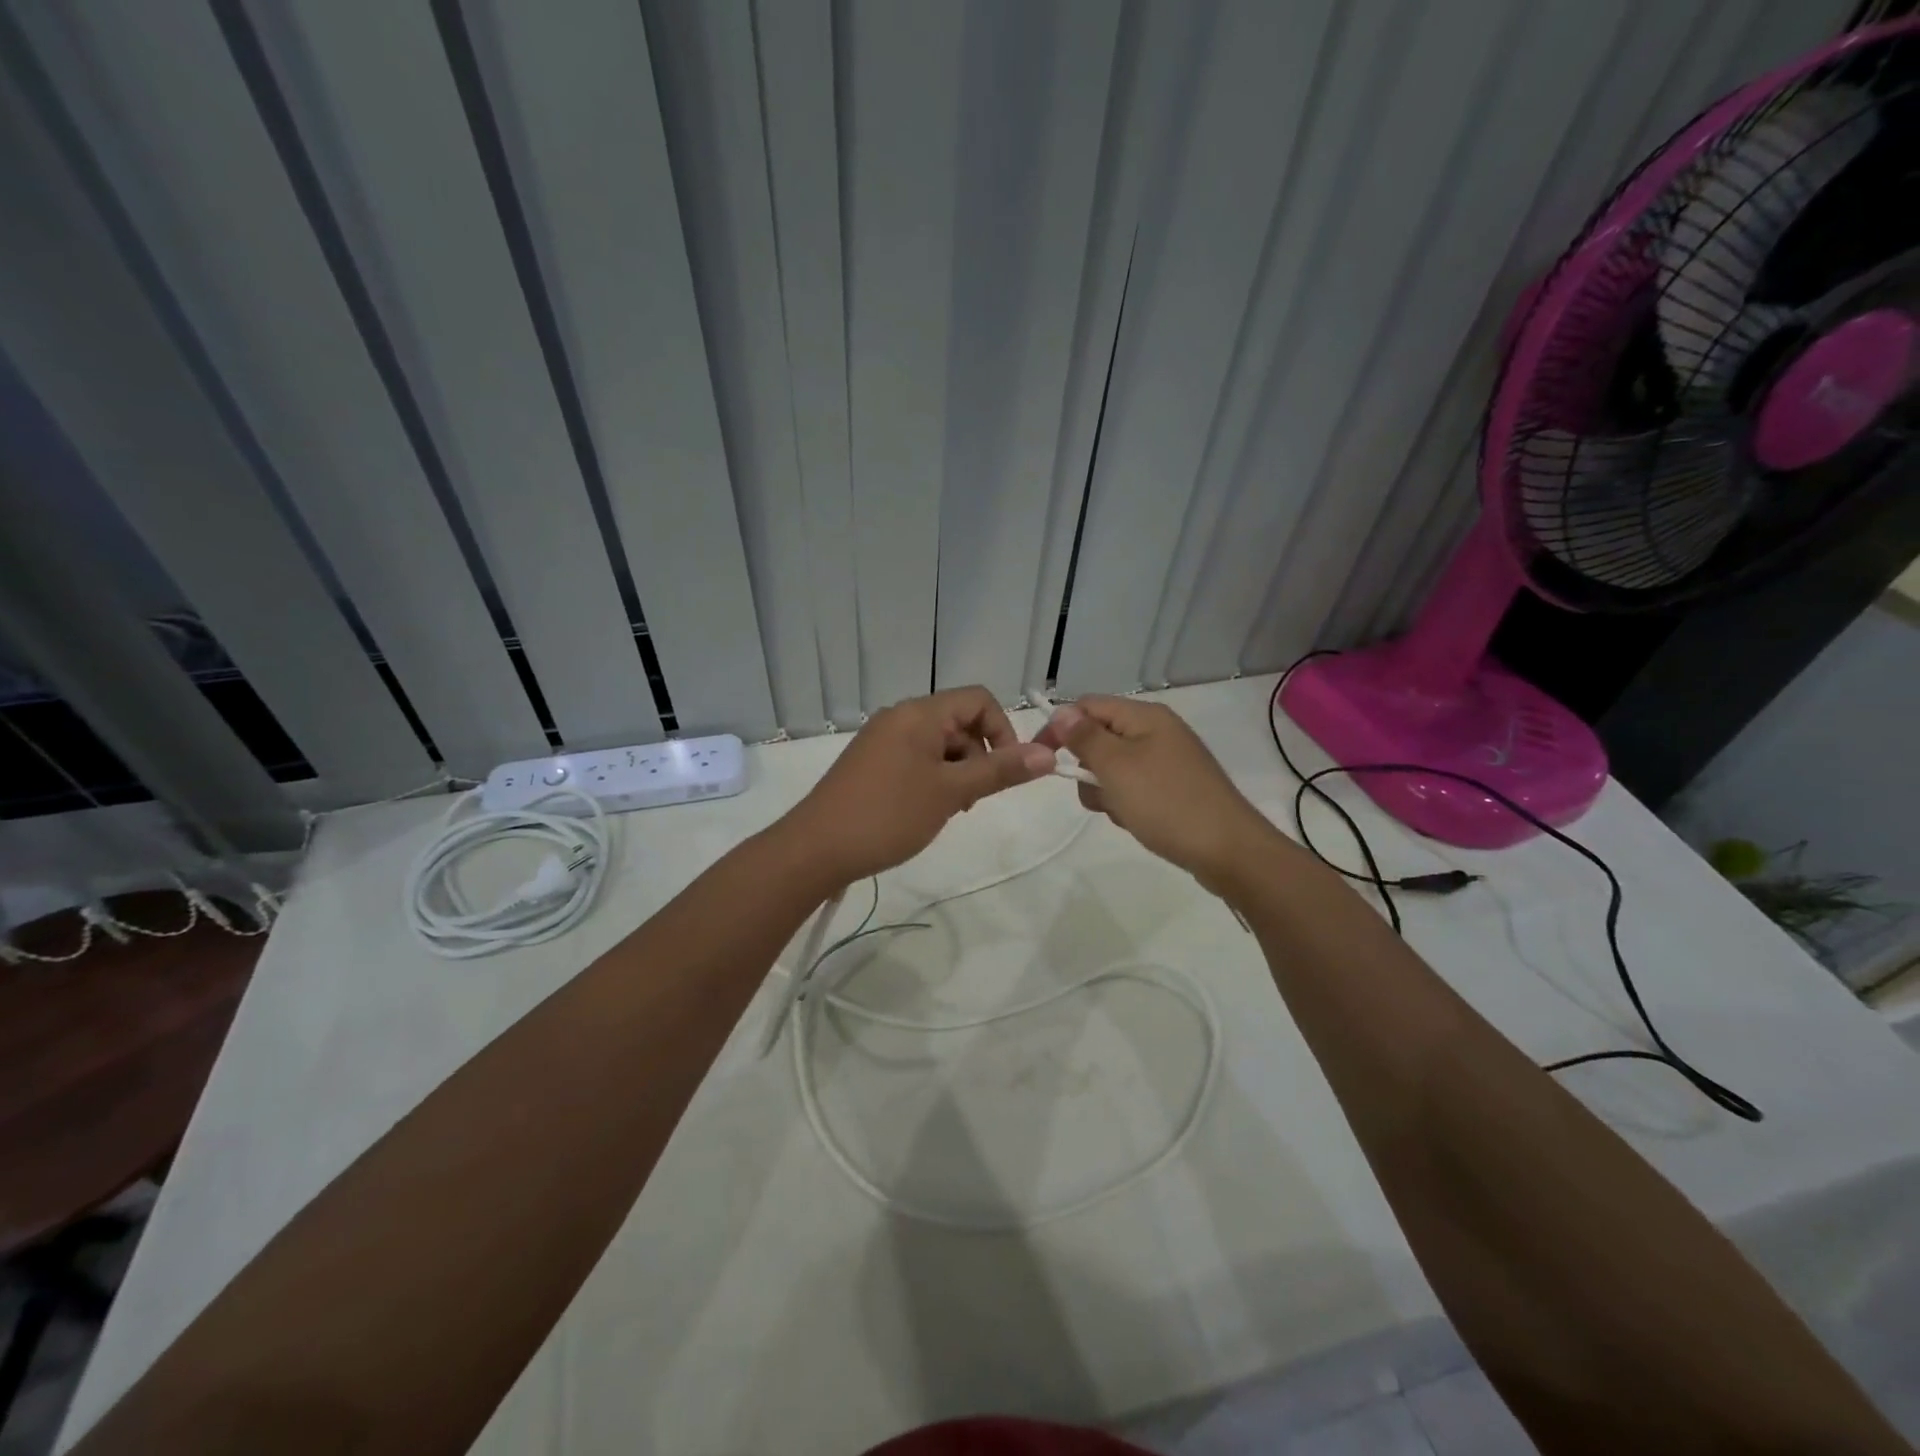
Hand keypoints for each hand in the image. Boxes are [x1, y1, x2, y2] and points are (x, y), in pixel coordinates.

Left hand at [782, 687, 1055, 886]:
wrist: (815, 849)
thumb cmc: (888, 815)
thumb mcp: (951, 793)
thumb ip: (1000, 770)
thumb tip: (1048, 753)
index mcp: (919, 713)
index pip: (979, 699)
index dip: (1002, 731)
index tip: (1005, 772)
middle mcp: (900, 717)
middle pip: (959, 721)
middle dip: (979, 756)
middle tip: (972, 800)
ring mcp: (882, 740)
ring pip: (939, 744)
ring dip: (957, 771)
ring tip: (949, 810)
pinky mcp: (870, 763)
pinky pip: (916, 759)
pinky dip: (933, 778)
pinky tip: (926, 811)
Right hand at [1034, 696, 1273, 891]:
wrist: (1228, 851)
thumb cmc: (1167, 803)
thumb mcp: (1117, 768)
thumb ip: (1085, 737)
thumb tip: (1060, 711)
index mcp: (1146, 717)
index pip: (1088, 706)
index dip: (1061, 727)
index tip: (1044, 759)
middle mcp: (1158, 732)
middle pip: (1100, 738)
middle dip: (1088, 767)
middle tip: (1098, 792)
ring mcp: (1168, 761)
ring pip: (1114, 768)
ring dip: (1106, 791)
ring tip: (1123, 812)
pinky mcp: (1174, 789)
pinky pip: (1135, 788)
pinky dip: (1127, 804)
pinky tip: (1137, 822)